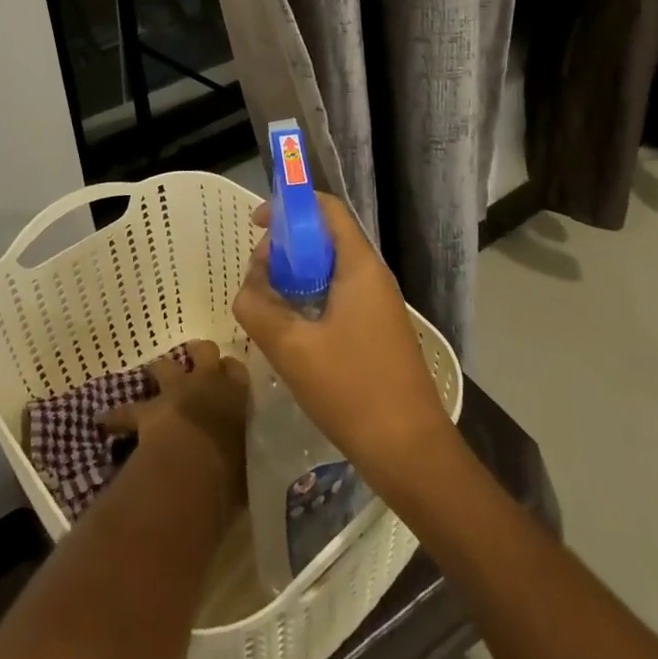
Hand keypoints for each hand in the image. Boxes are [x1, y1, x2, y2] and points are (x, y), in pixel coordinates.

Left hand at [99, 340, 248, 510]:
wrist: (193, 467)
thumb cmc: (231, 467)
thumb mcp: (247, 461)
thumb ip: (243, 452)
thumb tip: (240, 462)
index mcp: (236, 394)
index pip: (236, 368)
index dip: (229, 371)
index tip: (227, 378)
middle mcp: (206, 383)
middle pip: (204, 350)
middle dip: (199, 354)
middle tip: (197, 364)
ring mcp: (175, 392)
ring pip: (166, 365)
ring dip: (161, 370)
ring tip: (155, 376)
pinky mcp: (148, 411)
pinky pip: (127, 410)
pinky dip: (116, 417)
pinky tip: (104, 422)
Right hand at [232, 194, 456, 493]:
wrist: (411, 451)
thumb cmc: (353, 390)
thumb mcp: (292, 348)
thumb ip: (258, 308)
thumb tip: (246, 287)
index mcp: (359, 266)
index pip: (327, 209)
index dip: (290, 206)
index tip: (256, 224)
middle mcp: (373, 276)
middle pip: (325, 238)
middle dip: (286, 248)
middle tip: (257, 278)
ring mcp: (378, 304)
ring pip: (329, 271)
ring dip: (296, 278)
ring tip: (267, 305)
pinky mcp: (377, 330)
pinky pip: (338, 296)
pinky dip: (310, 300)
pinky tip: (291, 331)